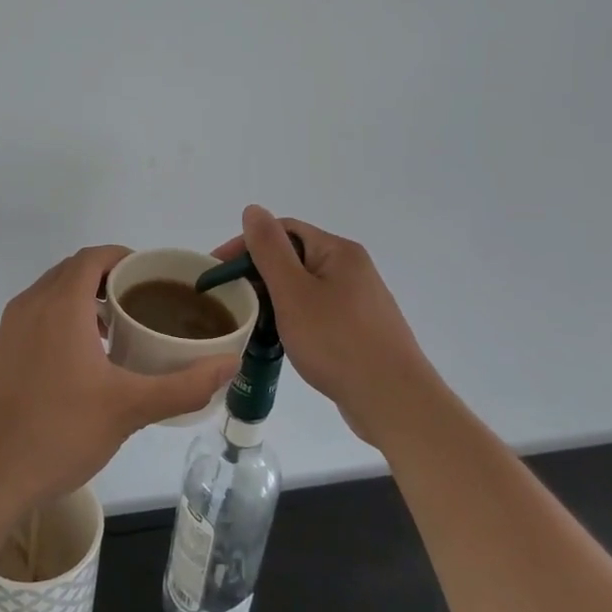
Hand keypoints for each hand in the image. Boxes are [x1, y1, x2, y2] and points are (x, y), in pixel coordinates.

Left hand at [0, 246, 239, 512]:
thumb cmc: (59, 432)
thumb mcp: (129, 409)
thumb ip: (183, 385)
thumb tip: (229, 364)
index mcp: (60, 304)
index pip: (94, 257)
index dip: (124, 257)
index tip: (152, 276)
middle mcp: (30, 305)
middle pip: (72, 272)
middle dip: (107, 279)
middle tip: (142, 303)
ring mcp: (8, 330)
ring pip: (50, 295)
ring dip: (83, 301)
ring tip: (116, 332)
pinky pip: (35, 319)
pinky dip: (61, 321)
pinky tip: (80, 363)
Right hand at [218, 206, 437, 448]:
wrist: (394, 401)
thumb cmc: (338, 342)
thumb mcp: (294, 292)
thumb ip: (270, 249)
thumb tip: (253, 210)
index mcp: (338, 251)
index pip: (283, 230)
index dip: (246, 245)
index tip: (217, 272)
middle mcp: (352, 268)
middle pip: (294, 257)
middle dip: (258, 273)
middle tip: (230, 299)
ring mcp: (359, 300)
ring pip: (304, 287)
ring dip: (274, 298)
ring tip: (250, 320)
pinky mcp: (360, 330)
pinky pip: (317, 311)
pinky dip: (293, 318)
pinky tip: (281, 339)